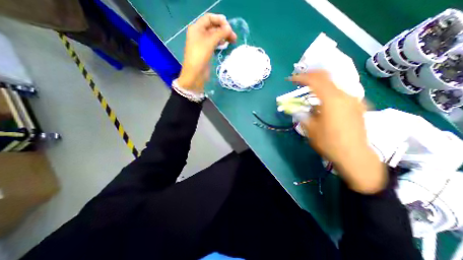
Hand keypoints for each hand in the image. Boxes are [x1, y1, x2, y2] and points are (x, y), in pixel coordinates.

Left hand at [178, 12, 237, 92]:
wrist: (195, 74)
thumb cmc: (200, 56)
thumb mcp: (210, 42)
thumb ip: (220, 33)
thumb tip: (229, 28)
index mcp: (196, 28)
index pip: (209, 18)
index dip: (219, 20)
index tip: (229, 27)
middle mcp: (199, 34)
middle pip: (213, 27)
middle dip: (223, 30)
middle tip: (234, 37)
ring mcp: (202, 44)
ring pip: (214, 36)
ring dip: (223, 37)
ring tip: (233, 41)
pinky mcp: (206, 52)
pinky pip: (214, 44)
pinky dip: (220, 43)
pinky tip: (226, 45)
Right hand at [288, 70, 387, 193]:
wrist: (355, 156)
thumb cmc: (329, 142)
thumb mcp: (310, 128)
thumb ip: (303, 114)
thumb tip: (298, 108)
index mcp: (332, 100)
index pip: (315, 80)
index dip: (301, 77)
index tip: (291, 79)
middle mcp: (345, 95)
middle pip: (327, 76)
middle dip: (311, 76)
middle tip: (300, 80)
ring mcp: (354, 99)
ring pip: (335, 84)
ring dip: (320, 84)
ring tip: (310, 91)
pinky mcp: (358, 105)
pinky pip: (341, 92)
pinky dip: (329, 92)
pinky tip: (324, 102)